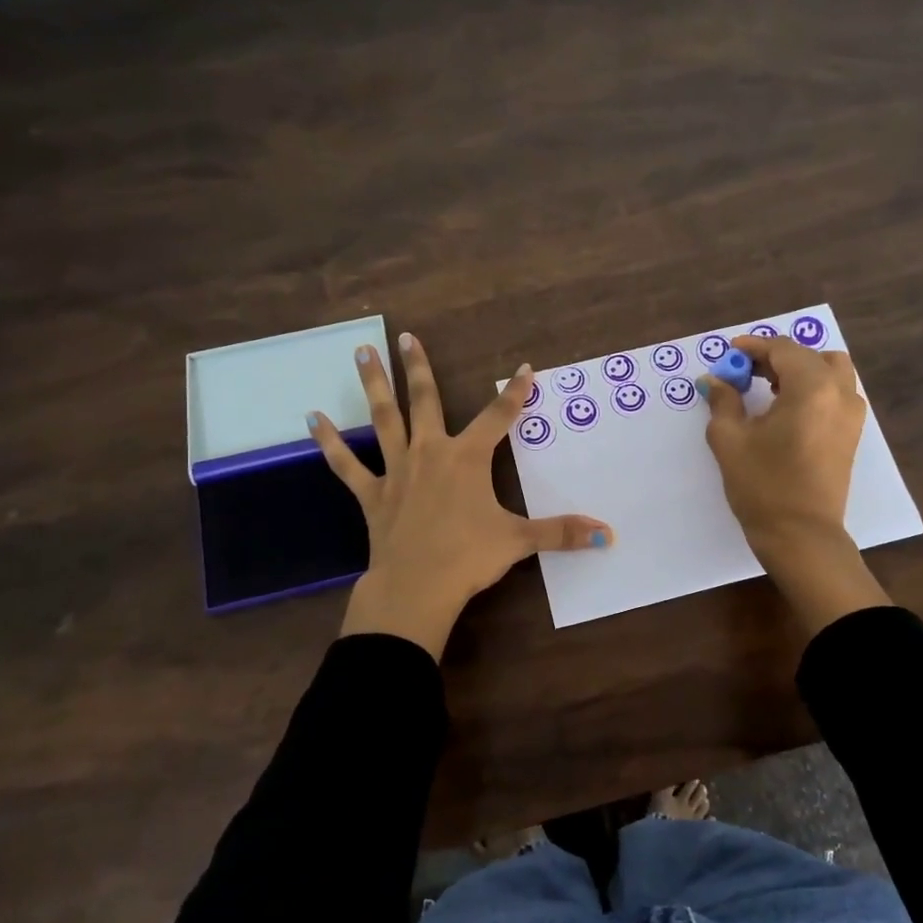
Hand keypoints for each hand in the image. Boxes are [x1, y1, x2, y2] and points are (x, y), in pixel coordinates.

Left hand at [309, 332, 614, 658]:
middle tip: (405, 335)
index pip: (499, 417)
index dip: (515, 393)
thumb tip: (609, 536)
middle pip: (425, 400)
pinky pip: (347, 464)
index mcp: (467, 458)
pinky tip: (313, 419)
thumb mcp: (520, 541)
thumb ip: (563, 533)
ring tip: (362, 352)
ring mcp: (397, 471)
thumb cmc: (469, 557)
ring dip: (373, 385)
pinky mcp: (371, 494)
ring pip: (384, 419)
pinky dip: (330, 442)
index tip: (525, 369)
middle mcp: (430, 453)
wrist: (416, 586)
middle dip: (418, 367)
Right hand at [701, 335, 890, 634]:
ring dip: (800, 370)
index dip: (753, 347)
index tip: (729, 353)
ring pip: (830, 371)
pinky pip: (836, 393)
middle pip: (810, 355)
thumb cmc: (763, 486)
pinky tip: (787, 409)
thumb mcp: (730, 440)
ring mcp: (852, 414)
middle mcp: (839, 393)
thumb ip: (723, 401)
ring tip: (768, 388)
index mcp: (812, 388)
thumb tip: (715, 380)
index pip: (783, 349)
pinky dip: (814, 388)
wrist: (801, 535)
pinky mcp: (852, 434)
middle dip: (776, 357)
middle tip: (745, 372)